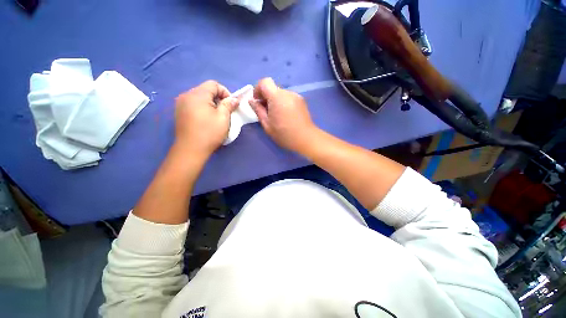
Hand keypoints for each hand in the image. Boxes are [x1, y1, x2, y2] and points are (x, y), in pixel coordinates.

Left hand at [174, 80, 237, 155]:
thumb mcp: (223, 118)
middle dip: (218, 98)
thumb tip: (234, 99)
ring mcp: (180, 104)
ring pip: (200, 97)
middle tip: (225, 112)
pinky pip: (193, 104)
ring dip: (210, 104)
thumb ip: (229, 105)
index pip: (213, 84)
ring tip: (216, 116)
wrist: (191, 149)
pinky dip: (202, 108)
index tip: (230, 105)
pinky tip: (206, 120)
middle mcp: (186, 95)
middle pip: (206, 90)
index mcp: (197, 94)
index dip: (225, 92)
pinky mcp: (179, 112)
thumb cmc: (209, 132)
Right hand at [249, 78, 318, 152]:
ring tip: (277, 115)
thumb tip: (251, 101)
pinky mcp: (302, 101)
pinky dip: (283, 103)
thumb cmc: (284, 134)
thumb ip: (258, 110)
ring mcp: (296, 96)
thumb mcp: (267, 125)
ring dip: (275, 101)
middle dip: (266, 97)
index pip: (265, 82)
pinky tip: (286, 116)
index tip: (257, 101)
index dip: (258, 89)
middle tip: (266, 112)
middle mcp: (288, 93)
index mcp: (277, 97)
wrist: (306, 139)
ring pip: (281, 94)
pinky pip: (288, 98)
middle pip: (273, 88)